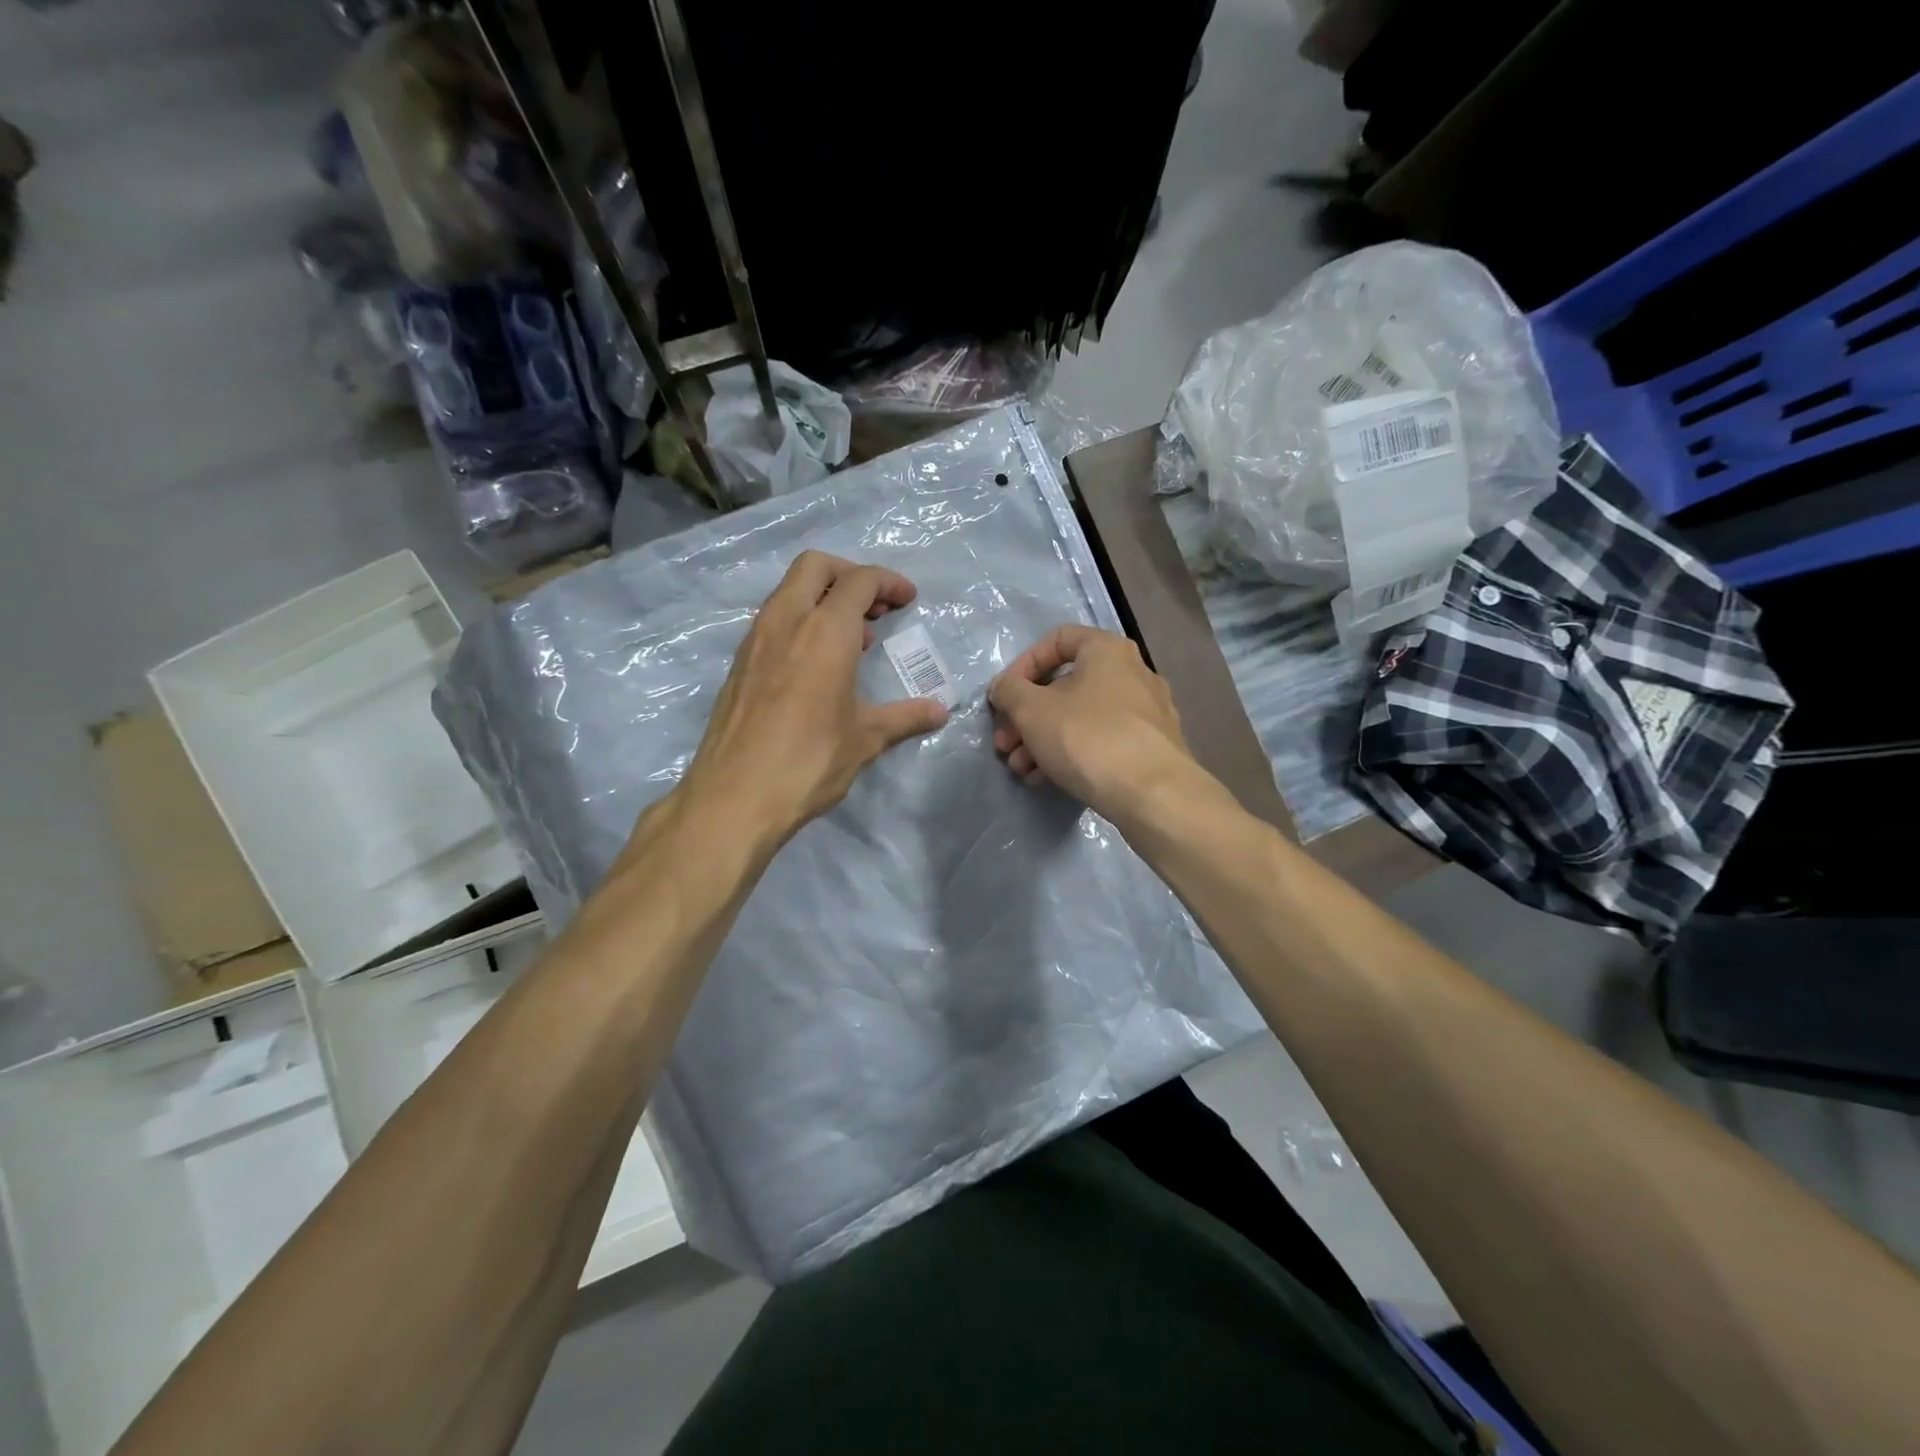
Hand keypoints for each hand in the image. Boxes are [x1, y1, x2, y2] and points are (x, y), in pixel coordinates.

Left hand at [680, 551, 949, 844]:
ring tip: (851, 640)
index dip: (888, 582)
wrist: (734, 797)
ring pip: (789, 591)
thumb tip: (939, 711)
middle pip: (815, 566)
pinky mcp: (739, 663)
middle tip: (875, 608)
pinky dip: (800, 621)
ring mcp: (755, 640)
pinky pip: (773, 620)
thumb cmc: (808, 762)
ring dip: (823, 598)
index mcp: (824, 632)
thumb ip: (904, 717)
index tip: (907, 600)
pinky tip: (816, 664)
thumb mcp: (865, 739)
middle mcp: (786, 622)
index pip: (859, 581)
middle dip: (850, 575)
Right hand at [988, 625, 1192, 819]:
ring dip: (1042, 739)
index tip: (1004, 696)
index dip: (1022, 665)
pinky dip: (1071, 753)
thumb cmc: (1088, 738)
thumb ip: (1009, 691)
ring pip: (1081, 717)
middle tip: (1004, 744)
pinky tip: (1046, 780)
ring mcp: (1146, 712)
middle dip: (1027, 716)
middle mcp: (1132, 673)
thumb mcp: (1032, 710)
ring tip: (1021, 769)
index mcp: (1107, 650)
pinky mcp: (1151, 747)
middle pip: (1065, 685)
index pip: (1057, 640)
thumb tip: (1004, 688)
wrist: (1152, 794)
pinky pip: (1101, 741)